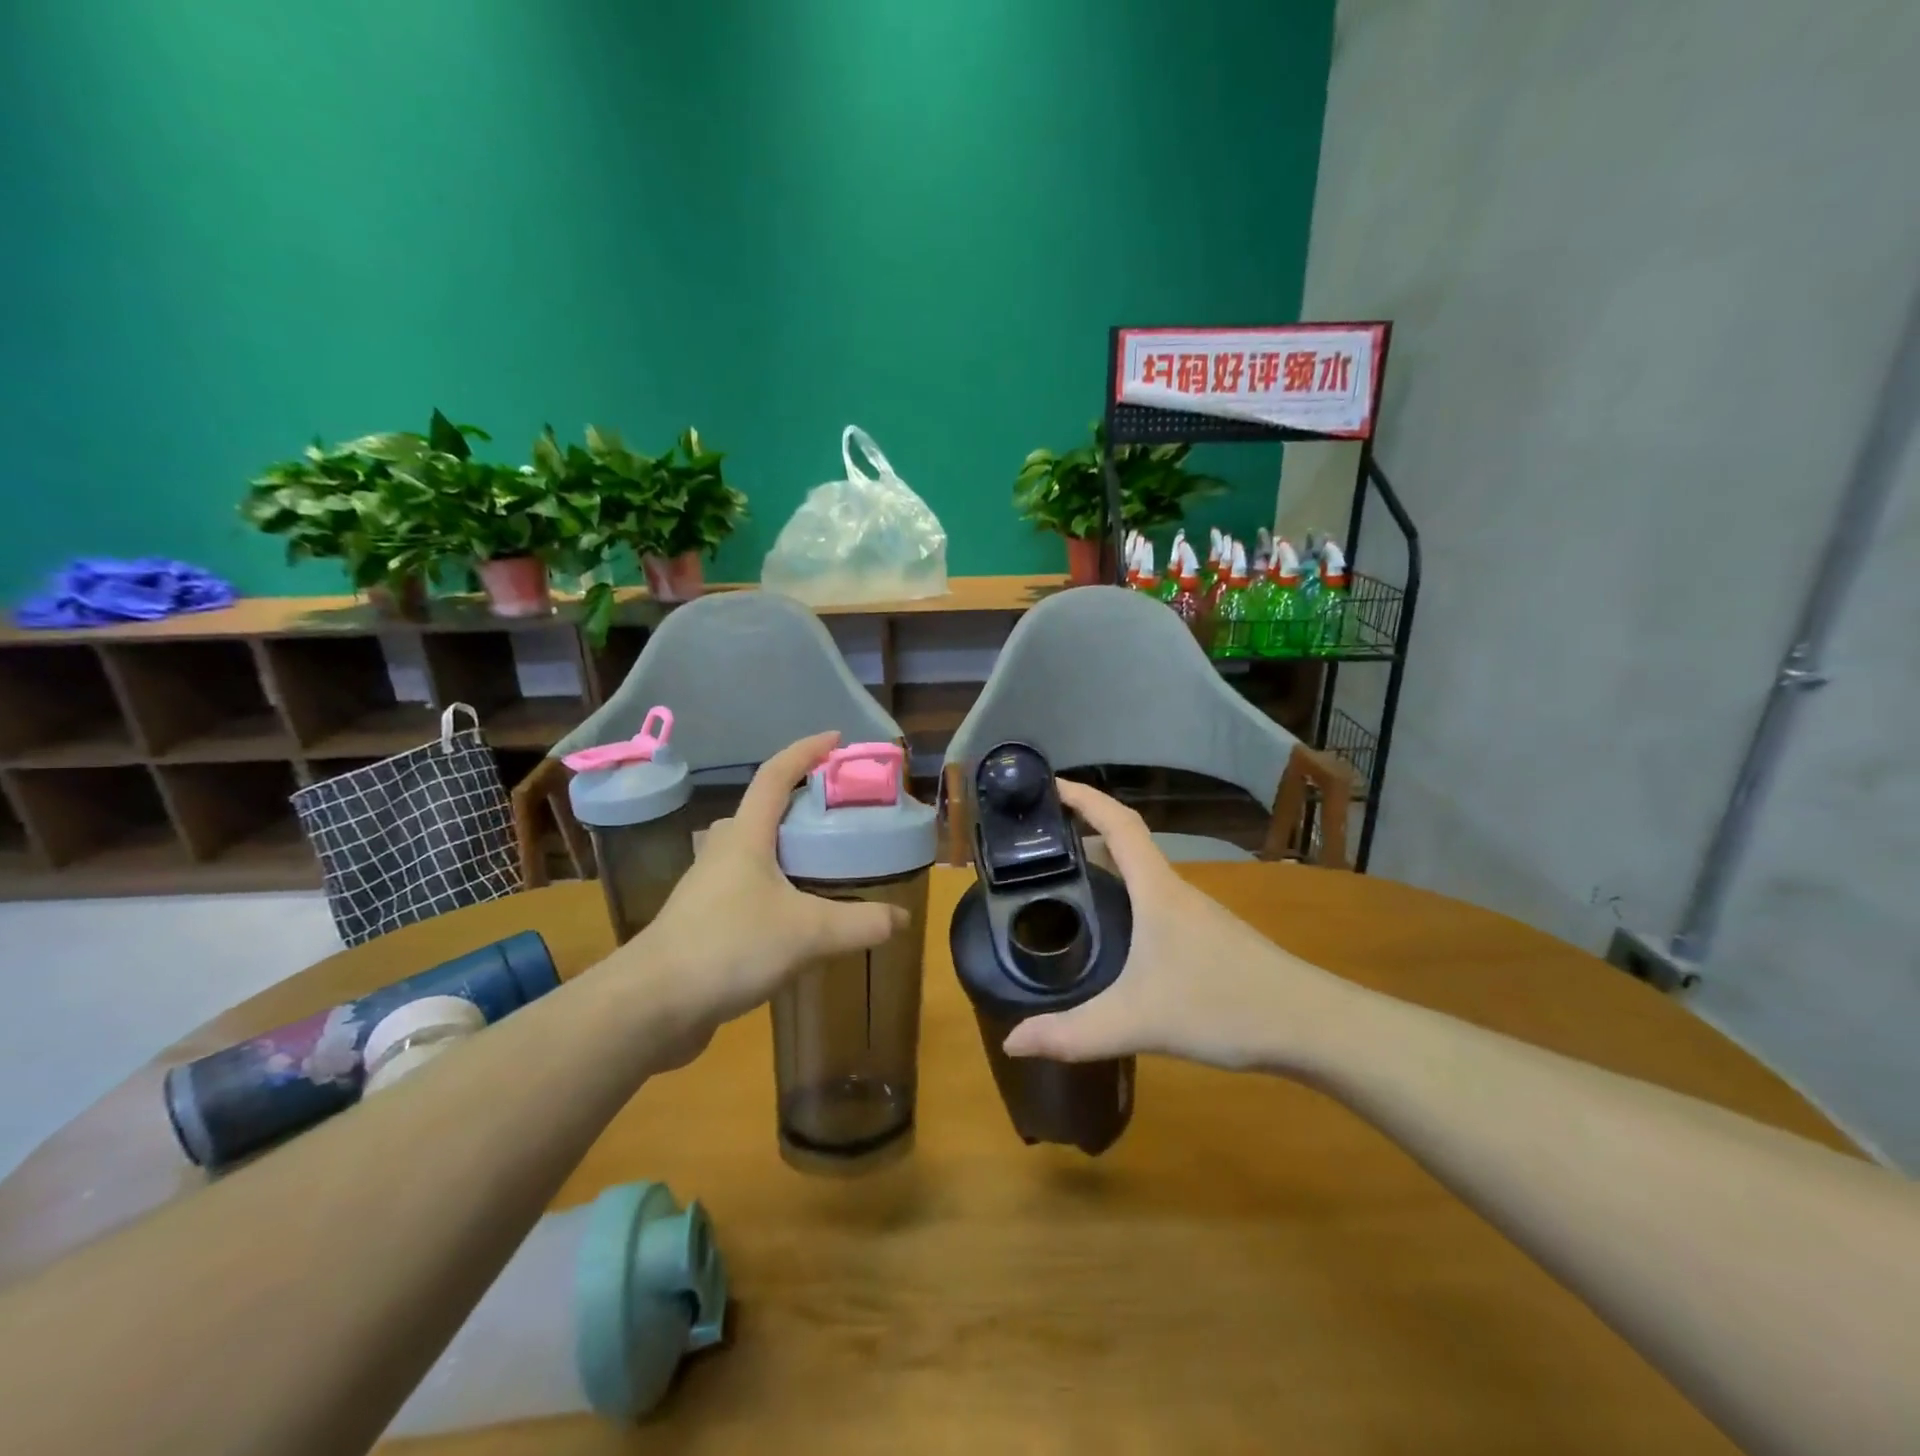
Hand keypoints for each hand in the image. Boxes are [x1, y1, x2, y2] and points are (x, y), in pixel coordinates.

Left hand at [620, 732, 909, 1049]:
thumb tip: (901, 919)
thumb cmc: (729, 947)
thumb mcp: (808, 933)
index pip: (775, 775)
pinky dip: (775, 889)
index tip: (836, 739)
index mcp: (746, 837)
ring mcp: (708, 888)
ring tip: (824, 864)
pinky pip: (746, 890)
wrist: (652, 1004)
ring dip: (785, 849)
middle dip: (797, 803)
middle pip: (761, 812)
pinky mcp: (703, 923)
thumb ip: (860, 923)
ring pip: (752, 853)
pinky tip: (795, 917)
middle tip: (837, 814)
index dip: (805, 751)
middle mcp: (723, 853)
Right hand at [1001, 780, 1346, 1071]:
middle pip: (1126, 843)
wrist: (1311, 1025)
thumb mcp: (1138, 1022)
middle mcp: (1174, 891)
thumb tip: (1013, 1042)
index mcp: (1157, 890)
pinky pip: (1153, 901)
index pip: (1118, 823)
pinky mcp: (1206, 938)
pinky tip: (1112, 932)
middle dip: (1082, 832)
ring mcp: (1194, 914)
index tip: (1049, 784)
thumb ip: (1073, 1034)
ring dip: (1105, 866)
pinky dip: (1124, 897)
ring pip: (1141, 875)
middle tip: (1038, 843)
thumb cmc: (1223, 1005)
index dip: (1084, 798)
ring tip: (1062, 882)